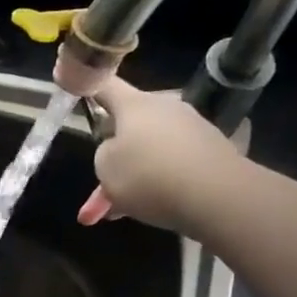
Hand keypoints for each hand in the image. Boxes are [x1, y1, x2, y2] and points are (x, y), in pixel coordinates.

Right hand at [80, 75, 244, 230]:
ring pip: (151, 150)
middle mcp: (166, 108)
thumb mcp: (105, 167)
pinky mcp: (213, 151)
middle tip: (102, 183)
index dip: (90, 87)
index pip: (106, 86)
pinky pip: (173, 164)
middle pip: (131, 125)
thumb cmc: (147, 175)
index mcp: (135, 104)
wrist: (216, 196)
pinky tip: (148, 209)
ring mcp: (193, 128)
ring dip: (135, 174)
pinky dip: (158, 182)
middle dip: (115, 153)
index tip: (80, 90)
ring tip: (118, 210)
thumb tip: (119, 149)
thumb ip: (105, 152)